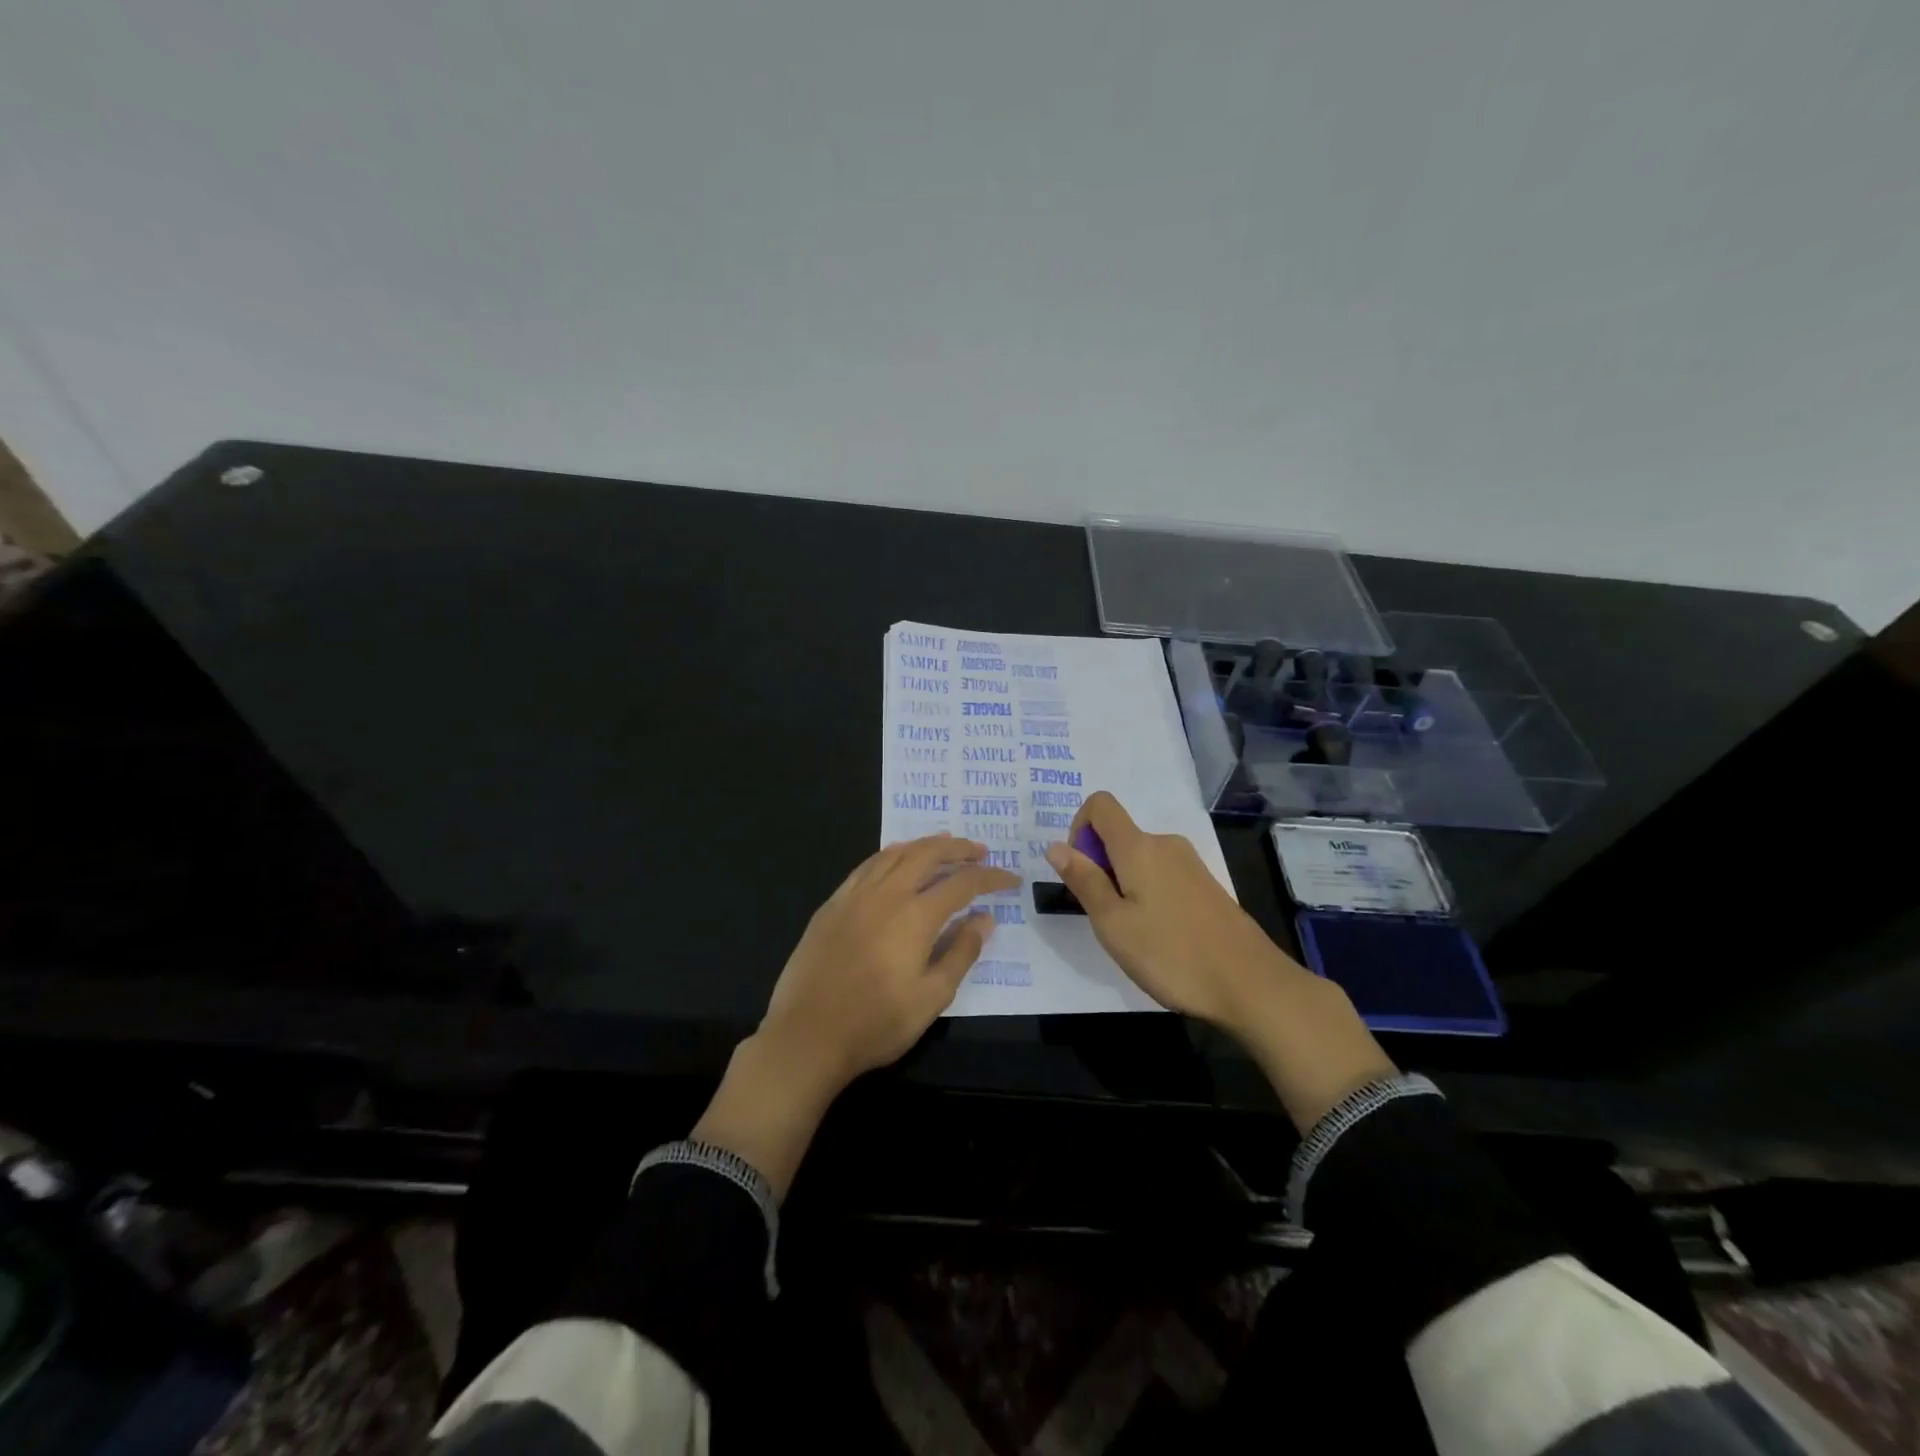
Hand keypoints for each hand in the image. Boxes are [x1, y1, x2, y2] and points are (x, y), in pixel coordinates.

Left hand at [694, 834, 1017, 1196]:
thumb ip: (961, 953)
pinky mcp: (832, 904)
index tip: (1010, 879)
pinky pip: (867, 866)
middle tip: (981, 851)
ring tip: (945, 846)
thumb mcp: (931, 997)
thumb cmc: (875, 1023)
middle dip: (959, 848)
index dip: (990, 878)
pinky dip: (890, 855)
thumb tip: (984, 920)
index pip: (962, 884)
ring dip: (925, 845)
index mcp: (915, 916)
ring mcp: (854, 895)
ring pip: (895, 853)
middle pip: (928, 854)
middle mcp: (886, 894)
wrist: (806, 1036)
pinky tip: (896, 860)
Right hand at [1044, 791, 1298, 1027]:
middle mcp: (1166, 844)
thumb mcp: (1113, 924)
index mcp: (1139, 847)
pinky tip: (1160, 938)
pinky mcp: (1206, 886)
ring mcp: (1190, 864)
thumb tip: (1055, 846)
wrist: (1251, 985)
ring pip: (1139, 859)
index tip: (1080, 872)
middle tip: (1106, 919)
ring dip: (1123, 885)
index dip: (1078, 828)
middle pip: (1118, 835)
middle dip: (1099, 867)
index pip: (1100, 805)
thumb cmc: (1171, 955)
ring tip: (1134, 935)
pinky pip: (1162, 875)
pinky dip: (1148, 894)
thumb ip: (1084, 881)